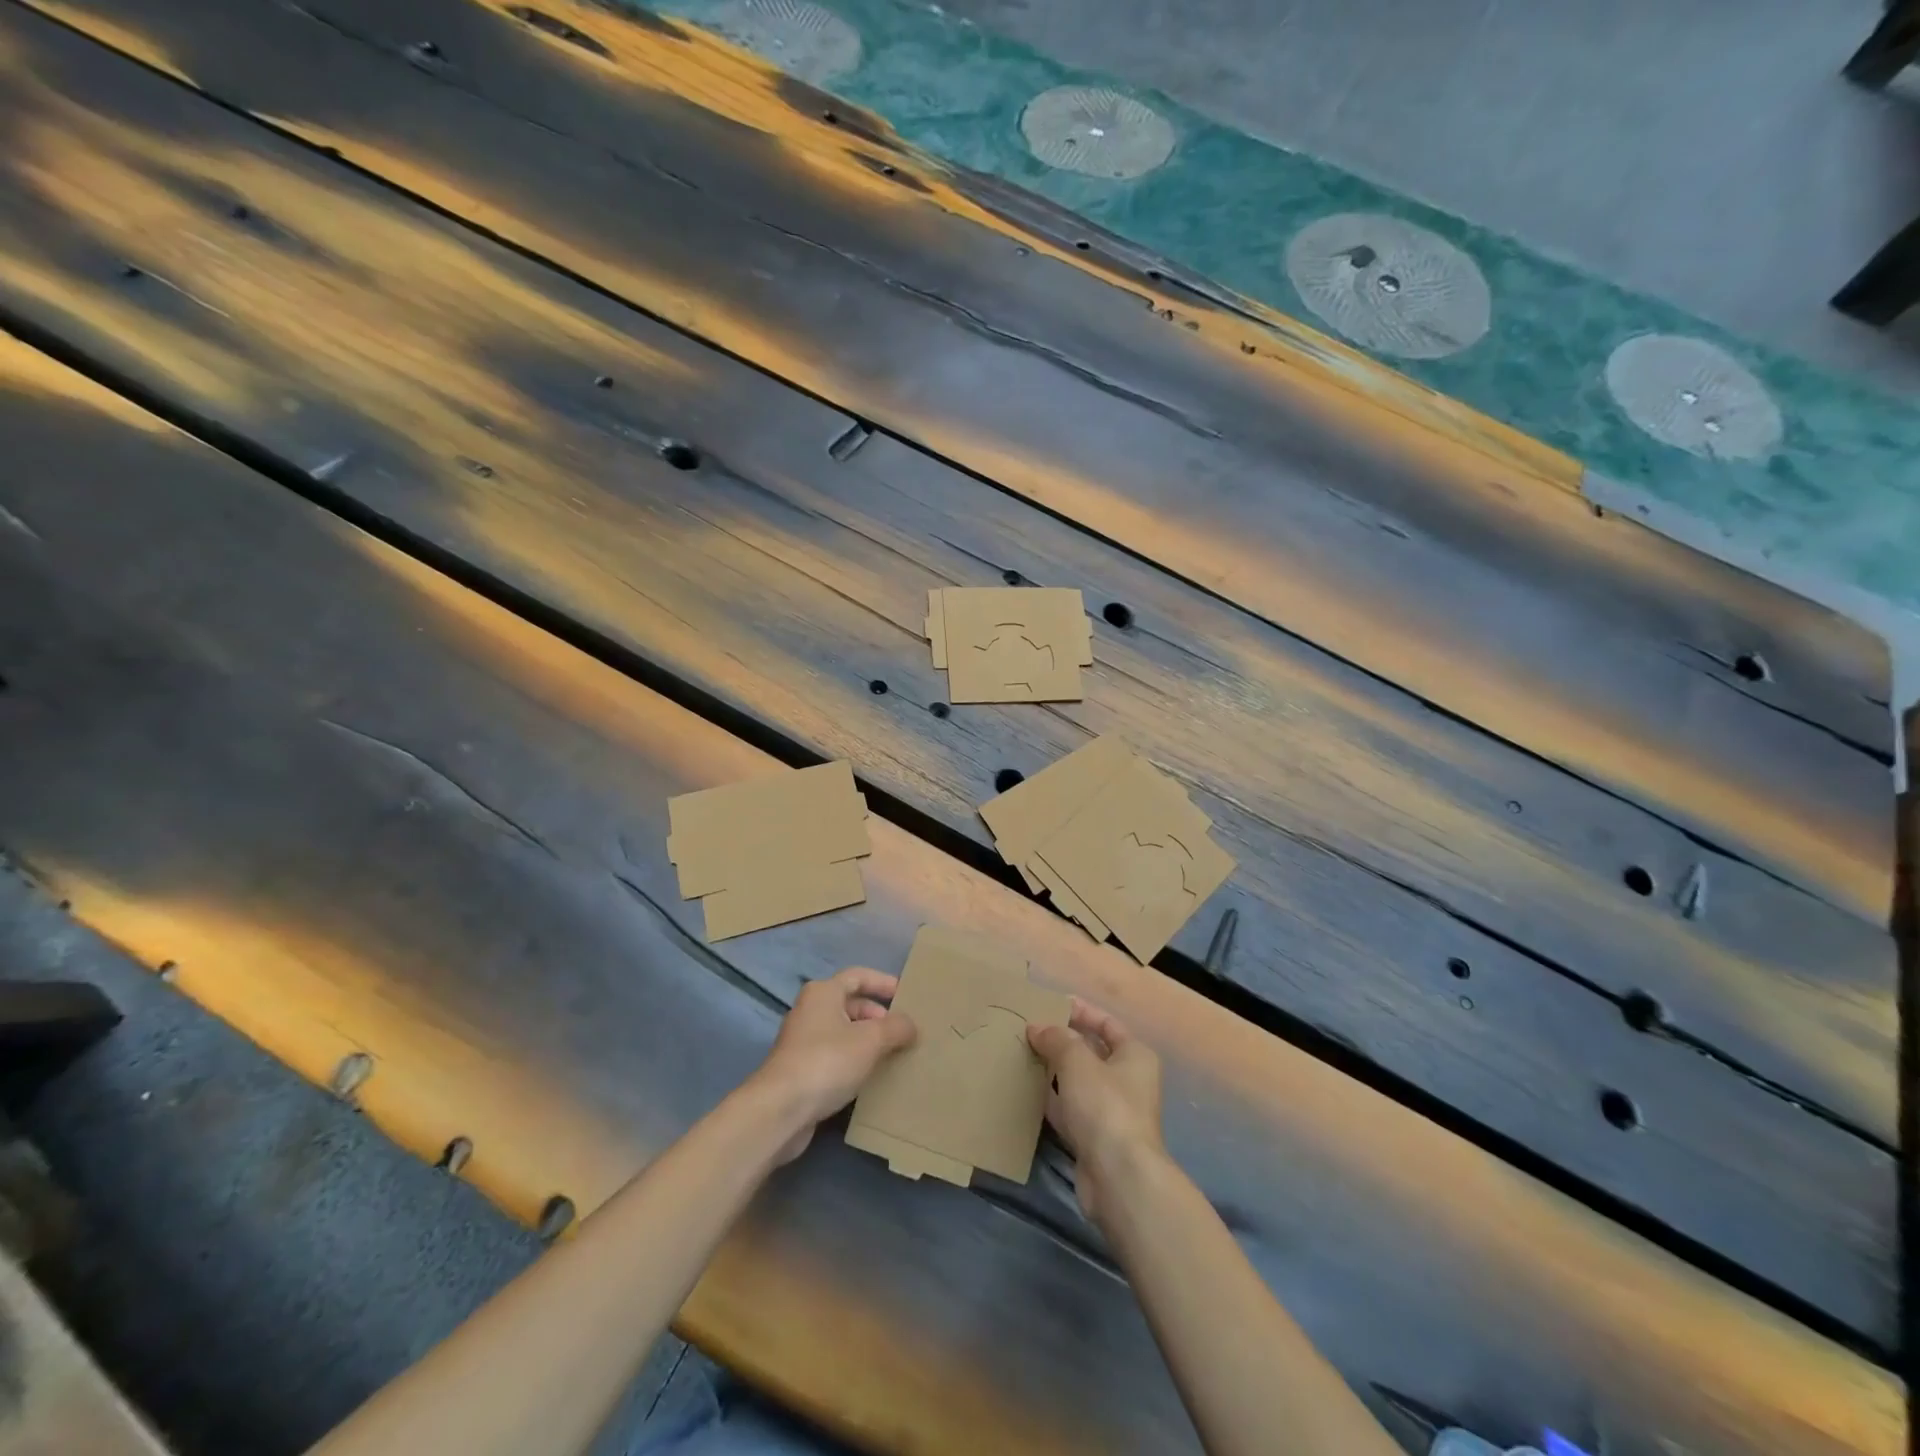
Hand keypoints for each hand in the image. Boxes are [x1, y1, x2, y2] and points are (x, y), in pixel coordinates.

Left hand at [751, 967, 916, 1163]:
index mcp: (823, 992)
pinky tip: (872, 1078)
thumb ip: (896, 1028)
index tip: (906, 996)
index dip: (883, 983)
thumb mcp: (870, 1040)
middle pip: (850, 1004)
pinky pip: (835, 1057)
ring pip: (843, 1033)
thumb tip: (911, 1025)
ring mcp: (803, 1042)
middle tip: (903, 1032)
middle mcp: (810, 1011)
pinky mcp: (801, 1071)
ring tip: (894, 1055)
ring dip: (868, 1041)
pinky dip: (855, 1062)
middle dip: (878, 1016)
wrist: (780, 1110)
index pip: (858, 976)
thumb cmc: (827, 1061)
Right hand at [1028, 1000, 1164, 1222]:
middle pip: (1092, 1052)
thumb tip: (1037, 1028)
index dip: (1081, 1011)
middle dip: (1063, 1041)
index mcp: (1134, 1055)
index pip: (1107, 1023)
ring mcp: (1112, 1111)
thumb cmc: (1104, 1105)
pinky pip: (1070, 1109)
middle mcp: (1128, 1080)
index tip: (1051, 1005)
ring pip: (1079, 1082)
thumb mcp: (1077, 1060)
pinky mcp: (1095, 1137)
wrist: (1118, 1176)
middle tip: (1031, 1030)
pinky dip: (1053, 1099)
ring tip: (1024, 1055)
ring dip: (1055, 1070)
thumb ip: (1056, 1038)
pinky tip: (1029, 1091)